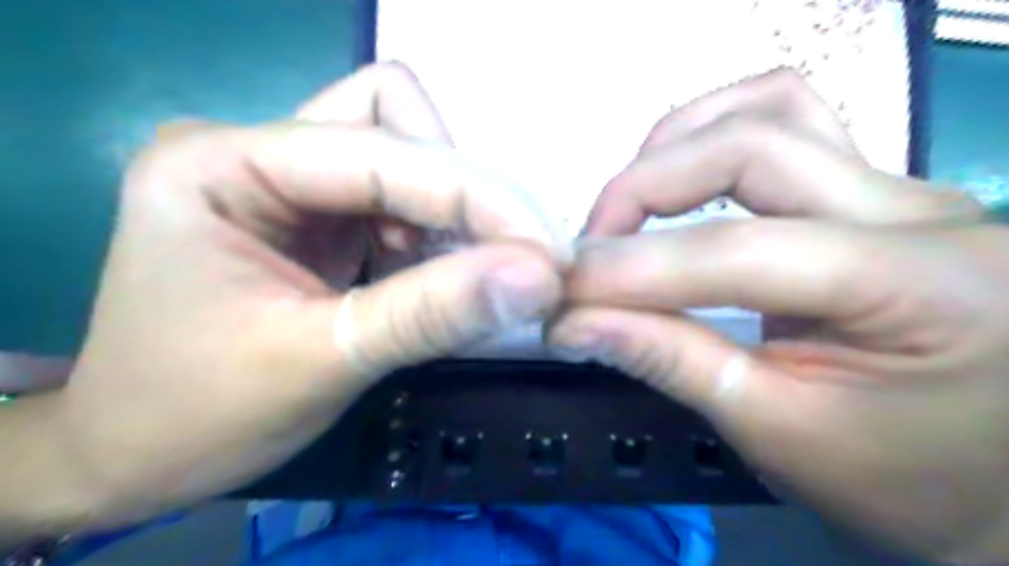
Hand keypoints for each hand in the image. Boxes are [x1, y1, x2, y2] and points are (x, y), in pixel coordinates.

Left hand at [56, 63, 566, 531]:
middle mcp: (257, 152)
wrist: (137, 453)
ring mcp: (288, 181)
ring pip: (404, 154)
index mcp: (223, 163)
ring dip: (452, 214)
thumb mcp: (320, 362)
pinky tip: (440, 278)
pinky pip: (399, 199)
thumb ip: (431, 314)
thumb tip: (538, 280)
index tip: (547, 252)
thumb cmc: (199, 414)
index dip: (474, 196)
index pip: (380, 148)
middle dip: (462, 193)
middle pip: (393, 122)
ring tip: (468, 277)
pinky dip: (435, 235)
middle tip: (513, 261)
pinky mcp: (316, 216)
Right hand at [551, 68, 1008, 562]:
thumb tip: (576, 326)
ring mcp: (895, 188)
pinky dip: (712, 138)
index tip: (562, 296)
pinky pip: (786, 122)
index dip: (630, 270)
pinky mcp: (869, 193)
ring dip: (674, 149)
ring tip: (626, 211)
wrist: (993, 482)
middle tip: (588, 251)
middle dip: (641, 192)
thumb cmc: (901, 478)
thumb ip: (671, 362)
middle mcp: (916, 208)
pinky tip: (681, 183)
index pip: (732, 251)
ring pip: (768, 110)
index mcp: (916, 284)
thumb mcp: (776, 432)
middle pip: (747, 146)